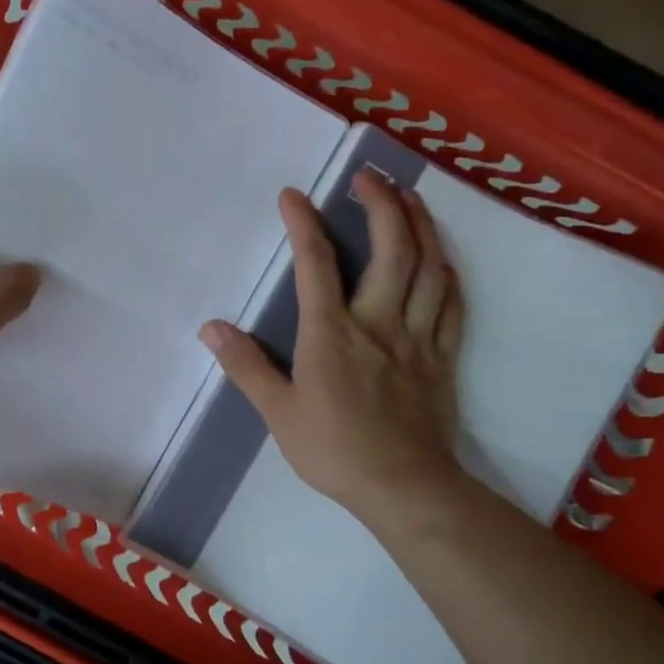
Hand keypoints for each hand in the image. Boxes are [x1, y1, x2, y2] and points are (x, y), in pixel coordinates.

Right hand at [201, 175, 463, 525]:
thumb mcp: (277, 412)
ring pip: (428, 268)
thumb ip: (246, 366)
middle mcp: (378, 322)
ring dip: (421, 225)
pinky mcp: (442, 356)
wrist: (403, 486)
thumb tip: (211, 329)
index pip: (316, 265)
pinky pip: (452, 303)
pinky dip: (448, 272)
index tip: (292, 194)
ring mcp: (416, 337)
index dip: (303, 224)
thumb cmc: (333, 449)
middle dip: (381, 204)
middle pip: (391, 250)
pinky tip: (442, 257)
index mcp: (332, 333)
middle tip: (369, 176)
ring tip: (409, 197)